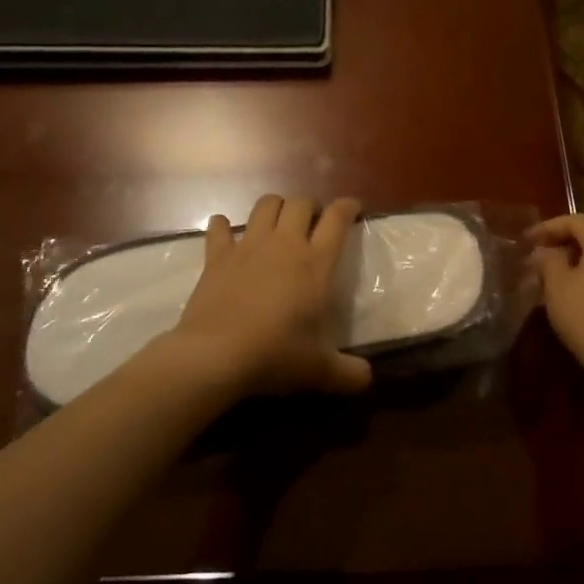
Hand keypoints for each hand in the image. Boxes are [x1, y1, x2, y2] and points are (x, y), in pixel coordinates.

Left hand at [169, 194, 373, 397]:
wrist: (216, 355)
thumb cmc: (275, 355)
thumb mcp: (320, 370)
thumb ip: (348, 373)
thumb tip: (367, 379)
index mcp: (315, 264)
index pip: (337, 220)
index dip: (347, 207)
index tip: (353, 208)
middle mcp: (284, 245)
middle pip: (300, 204)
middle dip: (310, 206)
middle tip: (313, 222)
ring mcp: (248, 247)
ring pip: (265, 205)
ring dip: (275, 207)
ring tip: (278, 221)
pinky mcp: (216, 257)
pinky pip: (220, 229)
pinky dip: (223, 226)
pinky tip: (225, 230)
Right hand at [530, 214, 583, 381]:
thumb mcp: (557, 285)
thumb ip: (548, 260)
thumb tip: (545, 252)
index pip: (575, 221)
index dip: (548, 227)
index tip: (526, 240)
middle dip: (562, 243)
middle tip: (538, 256)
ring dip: (575, 260)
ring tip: (551, 275)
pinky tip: (572, 291)